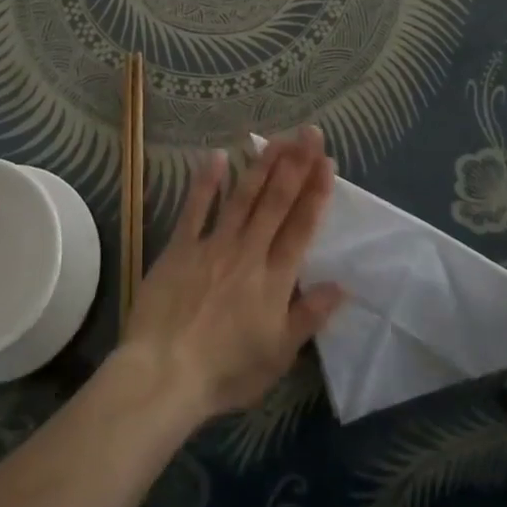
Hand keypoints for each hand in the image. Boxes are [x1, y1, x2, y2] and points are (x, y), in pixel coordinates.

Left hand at [117, 125, 344, 423]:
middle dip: (296, 164)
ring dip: (262, 165)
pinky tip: (217, 156)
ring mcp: (213, 245)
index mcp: (275, 279)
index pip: (301, 227)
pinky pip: (195, 208)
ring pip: (243, 197)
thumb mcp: (278, 355)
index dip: (316, 193)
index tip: (328, 162)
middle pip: (276, 202)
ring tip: (277, 137)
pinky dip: (206, 182)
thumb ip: (308, 316)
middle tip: (309, 132)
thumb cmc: (226, 372)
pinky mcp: (180, 247)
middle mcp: (249, 252)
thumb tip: (342, 285)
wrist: (164, 374)